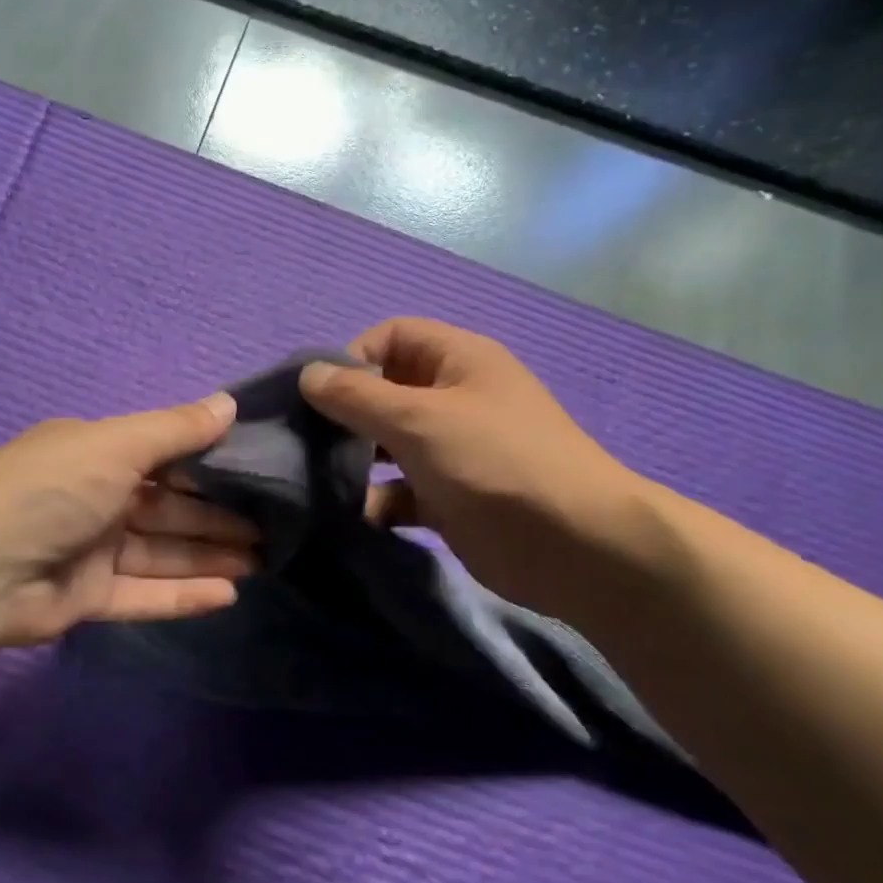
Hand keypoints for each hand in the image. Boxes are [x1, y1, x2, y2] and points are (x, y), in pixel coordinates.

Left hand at [0, 394, 258, 654]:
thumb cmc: (51, 490)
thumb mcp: (115, 445)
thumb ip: (175, 429)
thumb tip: (228, 402)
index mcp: (97, 455)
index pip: (165, 456)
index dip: (210, 463)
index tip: (258, 469)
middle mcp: (96, 499)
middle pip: (170, 508)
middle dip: (218, 515)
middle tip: (274, 524)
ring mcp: (92, 551)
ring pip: (163, 552)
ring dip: (209, 555)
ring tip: (263, 558)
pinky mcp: (89, 598)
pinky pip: (145, 594)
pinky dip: (184, 595)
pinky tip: (229, 594)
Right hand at [299, 317, 654, 622]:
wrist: (575, 546)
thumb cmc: (494, 461)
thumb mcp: (418, 418)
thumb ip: (356, 395)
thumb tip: (307, 374)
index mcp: (458, 360)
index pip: (391, 337)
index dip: (353, 357)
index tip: (321, 396)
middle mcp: (454, 398)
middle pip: (385, 391)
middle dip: (346, 414)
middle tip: (308, 441)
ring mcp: (453, 450)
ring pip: (388, 443)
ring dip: (356, 459)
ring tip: (322, 480)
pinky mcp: (449, 497)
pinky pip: (401, 490)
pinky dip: (378, 500)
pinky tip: (357, 514)